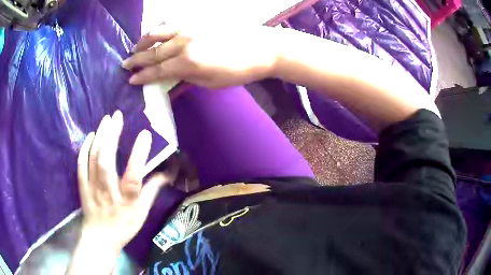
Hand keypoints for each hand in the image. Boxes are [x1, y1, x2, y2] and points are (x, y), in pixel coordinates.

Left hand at [77, 111, 173, 251]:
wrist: (100, 238)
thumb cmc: (124, 226)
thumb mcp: (142, 213)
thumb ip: (152, 191)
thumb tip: (166, 173)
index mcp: (127, 201)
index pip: (133, 177)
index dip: (139, 155)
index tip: (145, 134)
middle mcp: (108, 192)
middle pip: (107, 162)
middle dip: (112, 136)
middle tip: (117, 116)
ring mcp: (93, 188)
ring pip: (93, 160)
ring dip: (100, 137)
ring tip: (106, 119)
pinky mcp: (82, 187)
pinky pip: (81, 165)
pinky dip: (84, 149)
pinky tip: (91, 135)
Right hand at [121, 24, 280, 87]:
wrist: (262, 48)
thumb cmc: (238, 70)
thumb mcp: (210, 83)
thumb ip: (186, 77)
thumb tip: (170, 74)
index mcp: (187, 63)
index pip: (156, 71)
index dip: (141, 76)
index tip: (130, 79)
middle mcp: (183, 43)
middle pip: (153, 52)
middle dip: (136, 59)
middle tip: (124, 64)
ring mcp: (189, 27)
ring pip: (158, 32)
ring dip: (143, 41)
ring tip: (136, 47)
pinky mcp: (197, 19)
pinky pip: (171, 22)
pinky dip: (159, 28)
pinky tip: (156, 33)